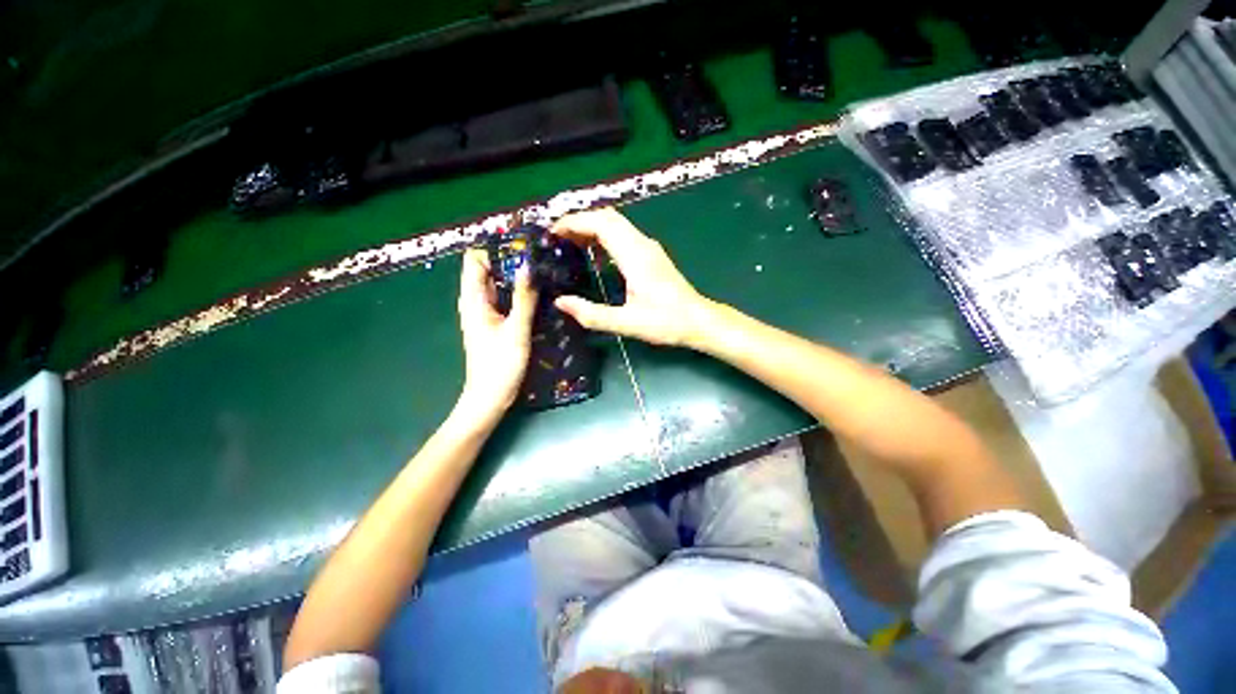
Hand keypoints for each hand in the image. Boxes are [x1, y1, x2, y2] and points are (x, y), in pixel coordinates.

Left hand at [455, 249, 537, 422]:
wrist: (490, 398)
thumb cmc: (499, 366)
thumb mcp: (516, 331)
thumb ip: (523, 299)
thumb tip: (528, 265)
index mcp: (473, 300)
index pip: (474, 261)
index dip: (494, 249)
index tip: (522, 244)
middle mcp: (476, 302)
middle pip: (488, 270)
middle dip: (510, 260)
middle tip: (539, 255)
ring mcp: (485, 313)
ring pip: (498, 285)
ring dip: (515, 276)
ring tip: (542, 269)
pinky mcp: (495, 323)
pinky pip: (504, 299)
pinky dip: (517, 293)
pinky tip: (537, 293)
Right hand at [551, 208, 711, 346]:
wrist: (698, 321)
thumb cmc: (666, 322)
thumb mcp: (626, 323)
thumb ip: (592, 314)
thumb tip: (561, 302)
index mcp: (634, 255)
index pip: (601, 223)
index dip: (574, 222)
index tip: (552, 233)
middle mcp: (642, 244)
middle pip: (607, 217)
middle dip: (579, 221)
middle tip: (556, 238)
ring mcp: (648, 247)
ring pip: (616, 224)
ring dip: (591, 227)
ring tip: (569, 243)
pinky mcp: (651, 255)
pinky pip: (623, 235)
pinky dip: (603, 236)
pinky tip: (594, 255)